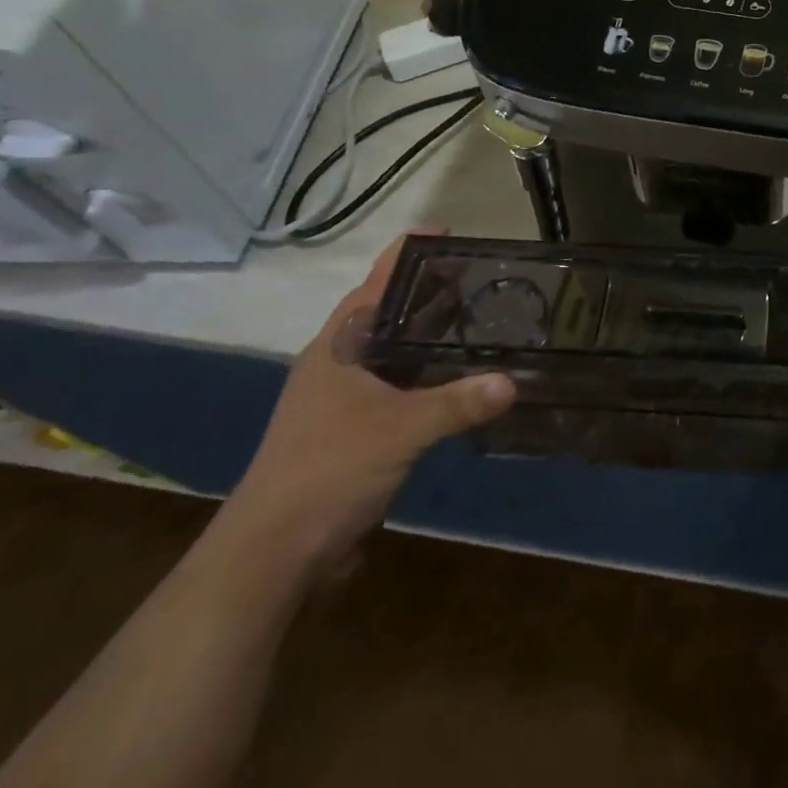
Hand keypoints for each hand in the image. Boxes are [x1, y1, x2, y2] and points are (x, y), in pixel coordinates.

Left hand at [220, 234, 515, 573]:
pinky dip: (431, 374)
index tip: (452, 233)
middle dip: (433, 292)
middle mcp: (339, 362)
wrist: (273, 555)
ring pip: (397, 351)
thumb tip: (513, 381)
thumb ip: (459, 402)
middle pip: (391, 311)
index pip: (378, 280)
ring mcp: (345, 398)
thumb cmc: (328, 470)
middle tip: (485, 277)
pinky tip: (463, 377)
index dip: (411, 253)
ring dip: (433, 335)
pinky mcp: (355, 429)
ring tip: (483, 320)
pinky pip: (401, 385)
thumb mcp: (401, 430)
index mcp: (338, 345)